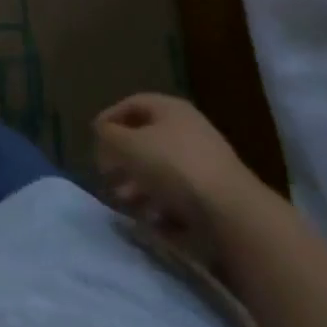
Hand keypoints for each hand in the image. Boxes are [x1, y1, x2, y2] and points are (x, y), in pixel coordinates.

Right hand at [94, 94, 266, 268]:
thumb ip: (108, 135)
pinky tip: (153, 222)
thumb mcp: (128, 145)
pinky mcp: (216, 198)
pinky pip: (181, 197)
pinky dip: (163, 208)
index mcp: (170, 109)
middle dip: (123, 161)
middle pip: (146, 141)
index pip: (132, 104)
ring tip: (126, 205)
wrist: (233, 214)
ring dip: (139, 188)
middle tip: (107, 178)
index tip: (94, 140)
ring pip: (162, 172)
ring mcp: (205, 165)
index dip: (110, 119)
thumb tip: (102, 133)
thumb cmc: (174, 167)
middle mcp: (189, 131)